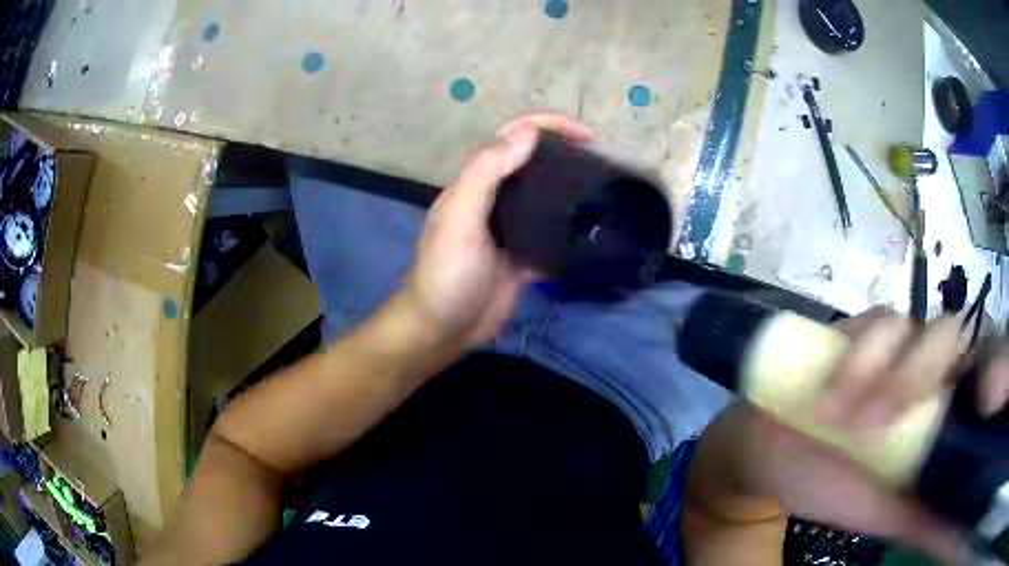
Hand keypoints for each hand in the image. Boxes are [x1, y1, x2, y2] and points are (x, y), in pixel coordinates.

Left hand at [404, 114, 594, 344]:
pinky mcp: (524, 256)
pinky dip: (572, 227)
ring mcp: (511, 228)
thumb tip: (527, 131)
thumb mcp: (460, 217)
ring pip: (546, 196)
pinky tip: (597, 227)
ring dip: (572, 186)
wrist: (443, 330)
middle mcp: (495, 198)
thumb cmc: (447, 272)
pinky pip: (553, 234)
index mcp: (477, 181)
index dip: (547, 126)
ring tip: (606, 187)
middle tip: (604, 160)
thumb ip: (485, 172)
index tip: (586, 136)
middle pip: (533, 162)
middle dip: (566, 152)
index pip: (512, 137)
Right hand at [704, 309, 1008, 563]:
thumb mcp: (873, 511)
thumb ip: (909, 510)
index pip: (966, 367)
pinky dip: (852, 355)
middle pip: (944, 333)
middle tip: (868, 426)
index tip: (926, 432)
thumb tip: (939, 519)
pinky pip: (863, 322)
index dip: (958, 381)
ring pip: (902, 323)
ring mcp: (885, 340)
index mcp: (932, 404)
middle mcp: (917, 362)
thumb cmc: (828, 486)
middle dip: (911, 377)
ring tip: (831, 417)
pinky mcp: (851, 327)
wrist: (772, 458)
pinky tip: (827, 391)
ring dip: (871, 369)